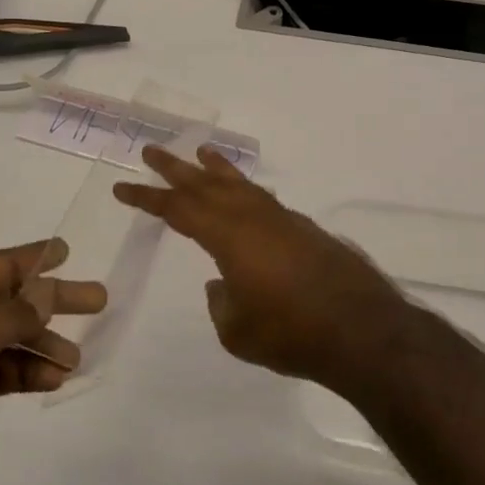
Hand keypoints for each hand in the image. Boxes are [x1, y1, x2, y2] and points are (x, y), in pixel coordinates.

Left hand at [0, 240, 105, 484]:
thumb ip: (10, 314)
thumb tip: (47, 294)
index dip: (31, 259)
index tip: (69, 252)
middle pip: (6, 300)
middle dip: (50, 302)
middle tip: (98, 301)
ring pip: (6, 339)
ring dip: (41, 345)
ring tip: (74, 360)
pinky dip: (25, 373)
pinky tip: (52, 381)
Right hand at [112, 146, 417, 392]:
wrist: (361, 330)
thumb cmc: (291, 333)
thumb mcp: (237, 330)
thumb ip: (221, 303)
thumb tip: (221, 283)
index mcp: (229, 237)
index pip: (179, 210)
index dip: (148, 198)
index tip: (122, 187)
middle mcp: (254, 218)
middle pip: (207, 185)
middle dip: (176, 168)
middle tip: (151, 150)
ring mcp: (283, 220)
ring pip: (242, 185)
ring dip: (217, 169)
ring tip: (201, 152)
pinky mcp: (305, 230)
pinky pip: (265, 199)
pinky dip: (247, 190)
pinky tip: (244, 195)